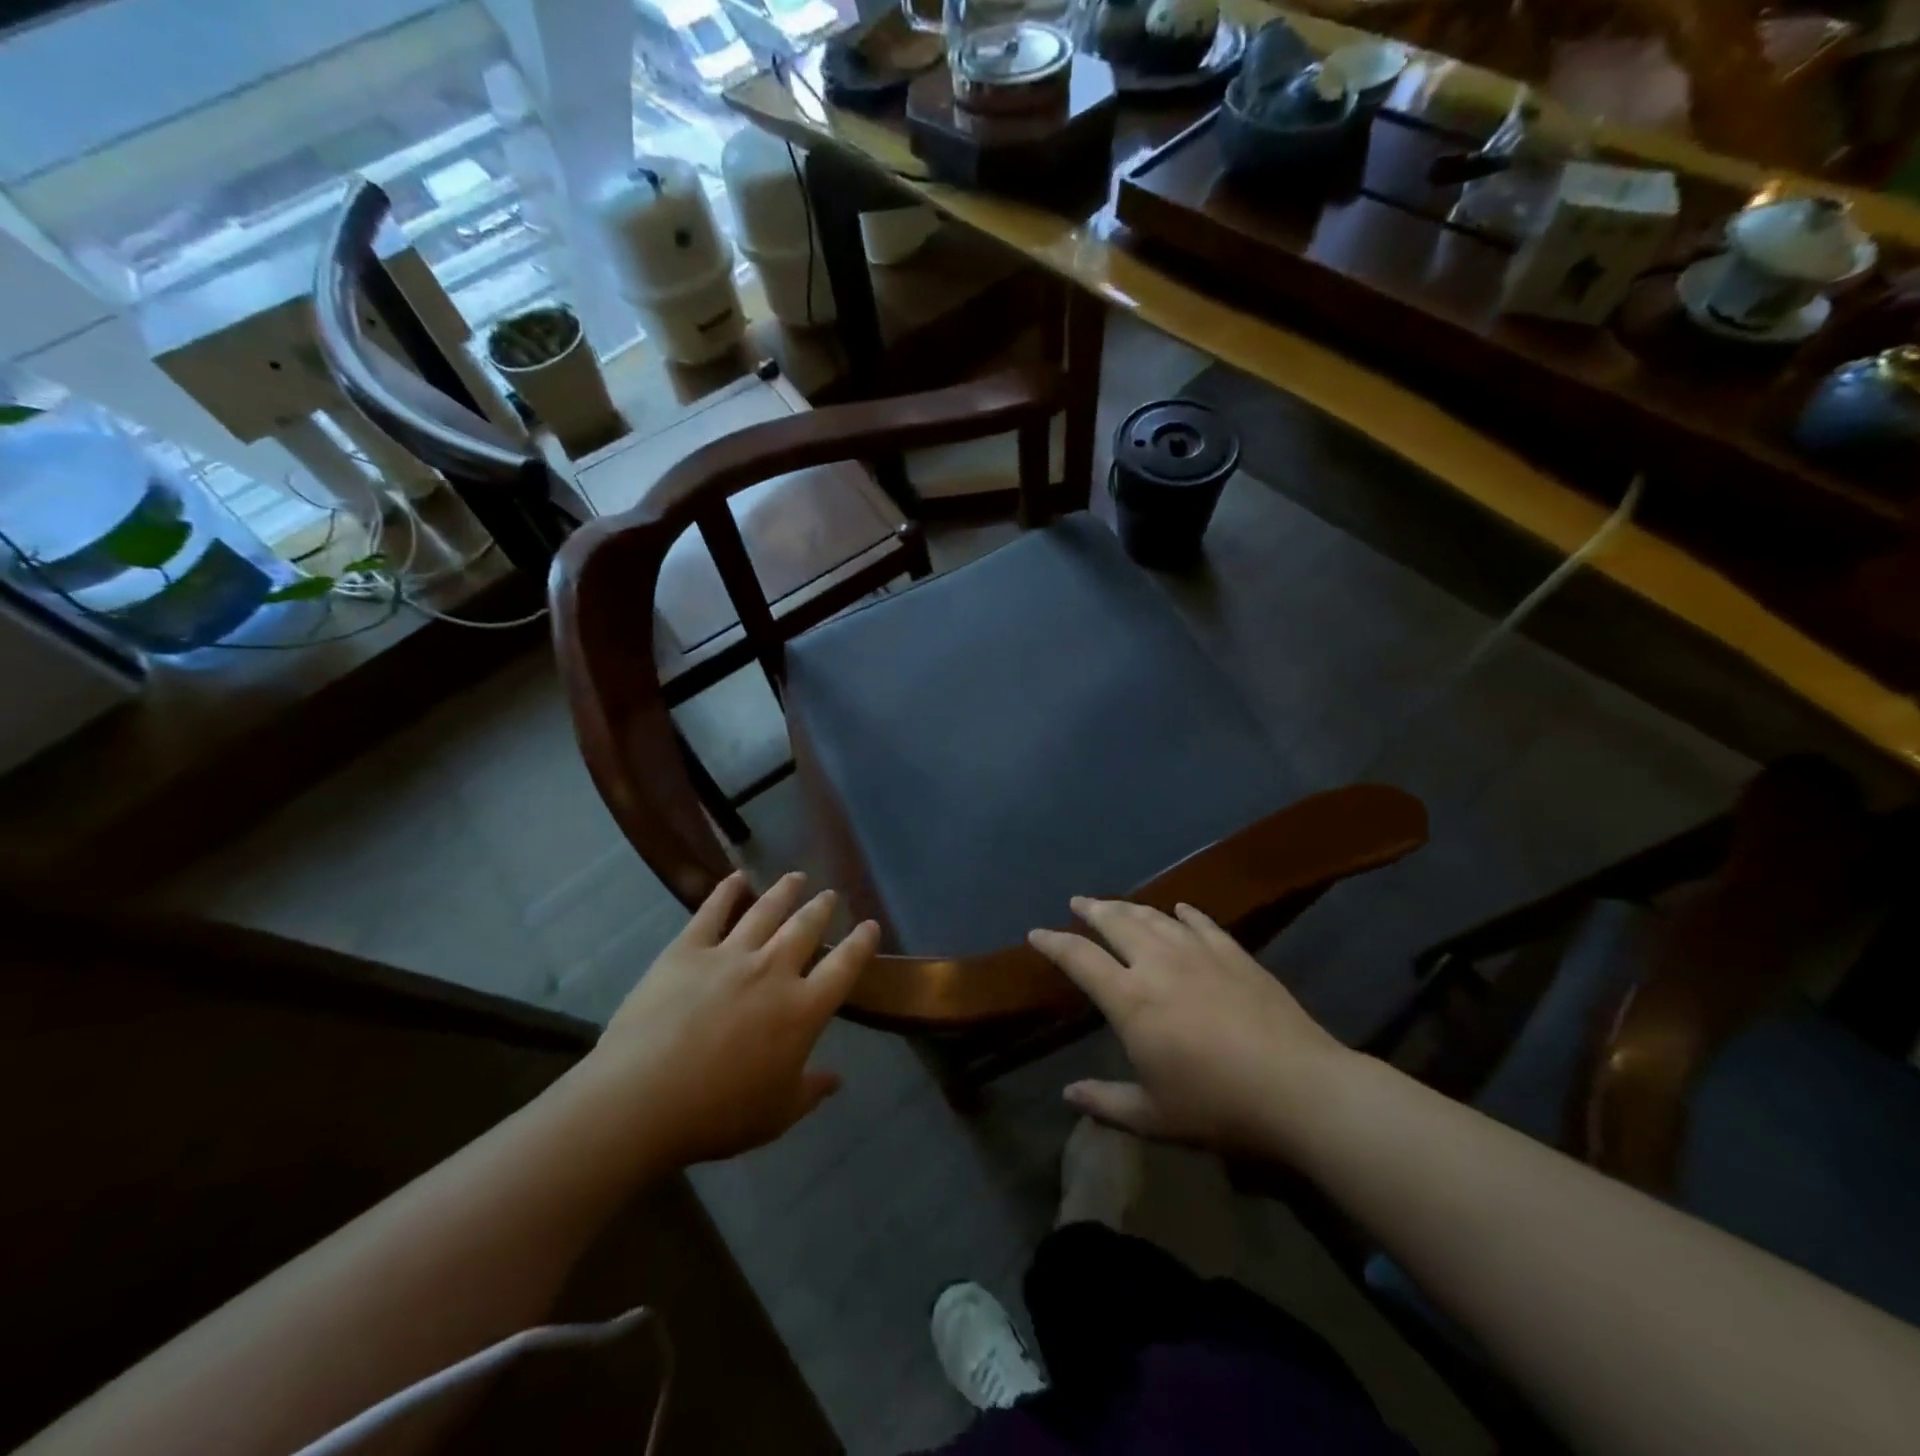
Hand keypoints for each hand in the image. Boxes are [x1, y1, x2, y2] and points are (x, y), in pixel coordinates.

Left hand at [582, 871, 879, 1166]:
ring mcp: (730, 955)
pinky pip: (712, 911)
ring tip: (796, 877)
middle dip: (822, 908)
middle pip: (806, 928)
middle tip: (830, 895)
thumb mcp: (776, 1114)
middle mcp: (774, 971)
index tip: (870, 925)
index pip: (844, 967)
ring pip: (766, 911)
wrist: (642, 1100)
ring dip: (785, 891)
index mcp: (802, 1010)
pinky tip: (737, 877)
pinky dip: (727, 890)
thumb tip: (837, 1080)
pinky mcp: (688, 950)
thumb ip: (810, 1091)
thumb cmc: (717, 1115)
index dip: (861, 944)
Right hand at [1029, 899, 1354, 1156]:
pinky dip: (1184, 913)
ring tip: (1116, 904)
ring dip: (1130, 907)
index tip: (1036, 934)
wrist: (1298, 1088)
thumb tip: (1068, 1095)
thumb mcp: (1154, 1116)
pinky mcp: (1234, 954)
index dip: (1054, 943)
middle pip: (1116, 923)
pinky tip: (1179, 908)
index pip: (1079, 959)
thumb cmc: (1217, 1105)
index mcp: (1130, 999)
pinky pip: (1202, 923)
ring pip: (1155, 918)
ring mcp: (1198, 953)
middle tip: (1078, 902)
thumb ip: (1106, 1101)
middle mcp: (1158, 964)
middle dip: (1092, 909)